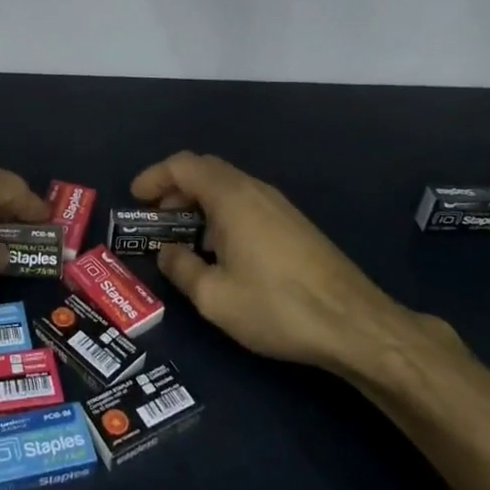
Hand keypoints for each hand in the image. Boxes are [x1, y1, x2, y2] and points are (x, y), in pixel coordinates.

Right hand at [131, 151, 458, 382]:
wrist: (354, 324)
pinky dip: (221, 213)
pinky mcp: (293, 224)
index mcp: (230, 197)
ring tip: (182, 236)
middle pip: (205, 170)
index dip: (154, 176)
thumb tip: (167, 252)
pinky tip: (220, 250)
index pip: (183, 166)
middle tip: (154, 217)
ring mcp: (278, 205)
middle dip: (174, 188)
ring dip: (198, 202)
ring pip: (227, 186)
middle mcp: (254, 189)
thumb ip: (182, 269)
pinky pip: (246, 202)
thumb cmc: (276, 306)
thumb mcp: (214, 297)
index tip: (135, 198)